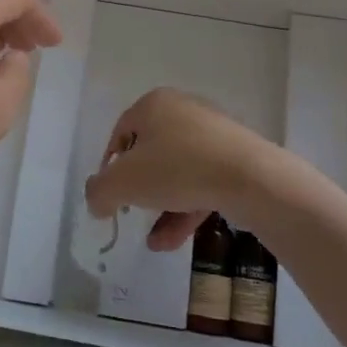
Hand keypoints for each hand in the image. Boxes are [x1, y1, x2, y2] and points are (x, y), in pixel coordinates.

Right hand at [84, 88, 291, 250]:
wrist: (249, 177)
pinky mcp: (235, 157)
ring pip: (178, 172)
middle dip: (140, 190)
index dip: (111, 166)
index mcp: (154, 104)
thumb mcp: (124, 182)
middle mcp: (183, 110)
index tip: (111, 195)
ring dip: (163, 208)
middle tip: (134, 213)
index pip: (121, 133)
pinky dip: (187, 208)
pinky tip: (175, 241)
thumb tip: (97, 201)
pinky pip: (203, 182)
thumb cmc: (177, 168)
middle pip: (151, 153)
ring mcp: (213, 133)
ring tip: (156, 242)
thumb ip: (99, 192)